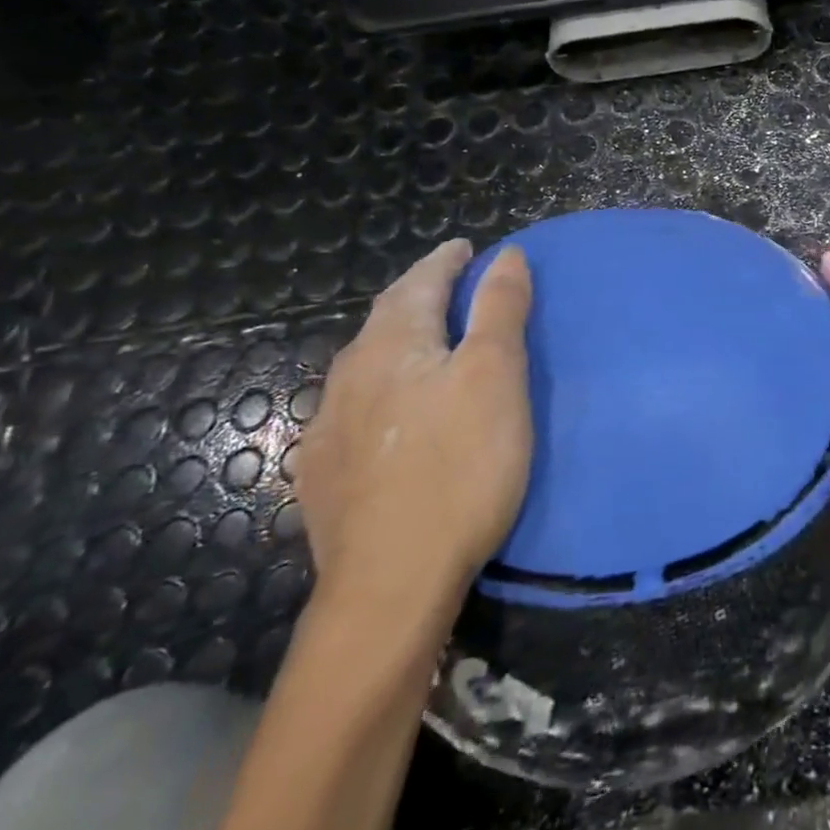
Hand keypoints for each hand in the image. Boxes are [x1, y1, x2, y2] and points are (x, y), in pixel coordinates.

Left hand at [294, 240, 533, 625]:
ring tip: (426, 346)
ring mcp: (328, 429)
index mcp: (392, 345)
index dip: (445, 261)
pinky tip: (390, 416)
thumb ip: (499, 311)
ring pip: (367, 366)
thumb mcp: (496, 377)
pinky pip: (354, 411)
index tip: (465, 247)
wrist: (391, 582)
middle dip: (419, 296)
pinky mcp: (324, 475)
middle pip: (387, 319)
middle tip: (450, 289)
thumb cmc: (459, 466)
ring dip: (398, 344)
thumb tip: (504, 255)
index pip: (419, 283)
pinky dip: (381, 392)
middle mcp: (350, 376)